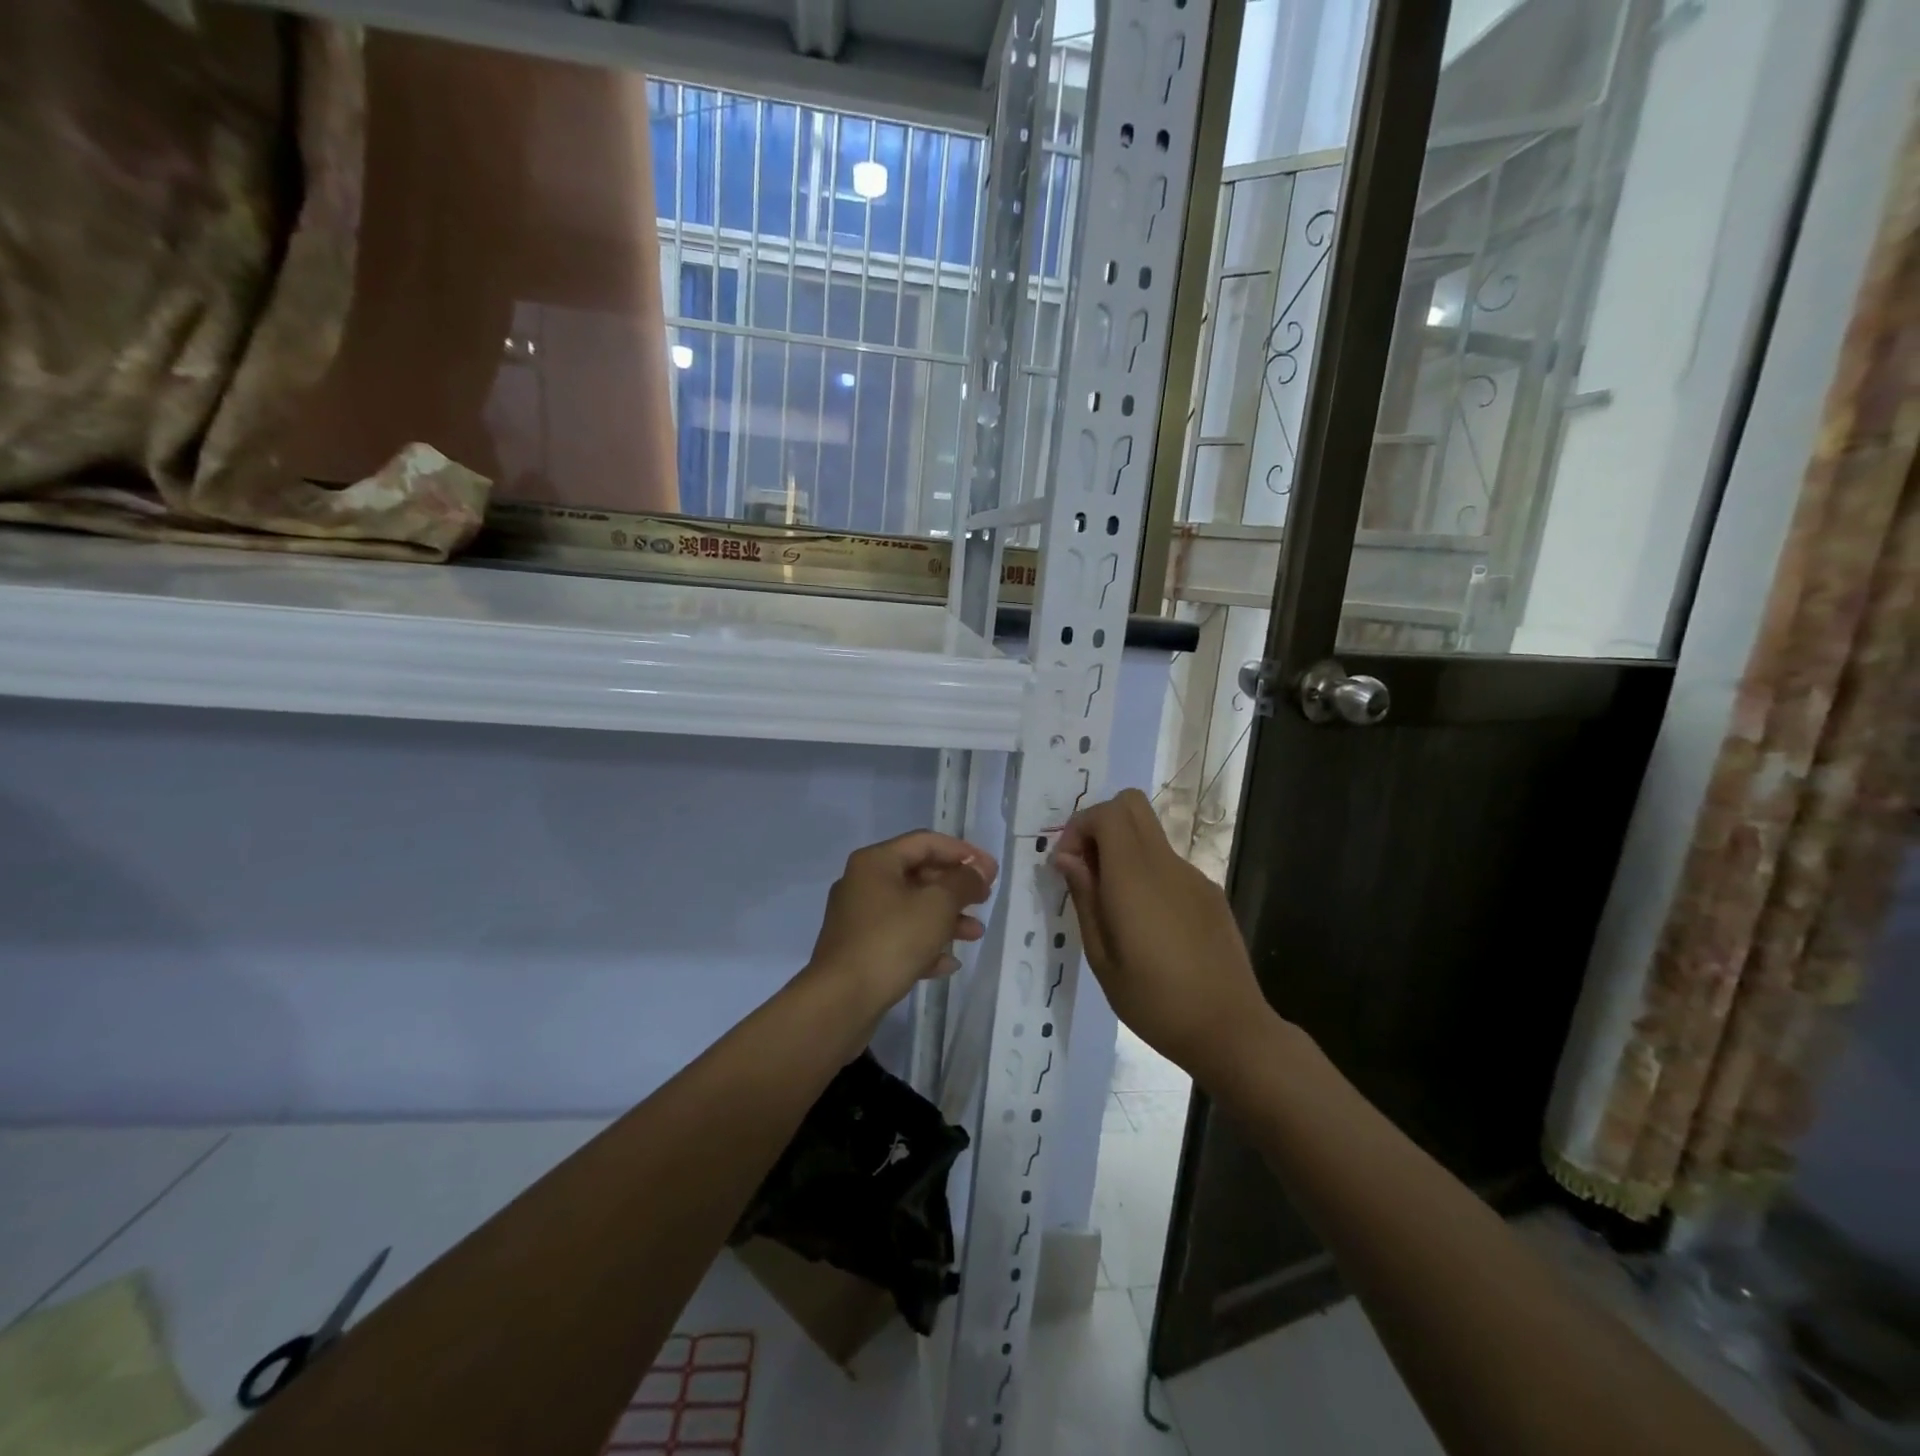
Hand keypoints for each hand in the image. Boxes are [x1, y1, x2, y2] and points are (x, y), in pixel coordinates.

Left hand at [805, 830, 997, 1012]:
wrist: (840, 1001)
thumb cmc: (891, 941)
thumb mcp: (937, 906)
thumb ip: (963, 882)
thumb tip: (980, 868)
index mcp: (876, 862)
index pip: (926, 842)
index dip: (962, 852)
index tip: (991, 870)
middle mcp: (863, 883)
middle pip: (918, 875)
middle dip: (955, 888)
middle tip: (985, 900)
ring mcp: (859, 919)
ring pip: (911, 909)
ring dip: (946, 918)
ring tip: (975, 934)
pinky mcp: (859, 950)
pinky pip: (899, 938)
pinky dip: (925, 944)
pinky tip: (948, 963)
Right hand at [1052, 789, 1275, 1084]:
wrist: (1231, 1030)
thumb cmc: (1156, 1002)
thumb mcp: (1102, 958)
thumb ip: (1084, 898)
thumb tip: (1067, 858)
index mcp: (1135, 878)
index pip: (1107, 813)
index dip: (1080, 827)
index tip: (1067, 866)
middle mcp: (1167, 864)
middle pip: (1132, 805)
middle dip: (1100, 824)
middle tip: (1087, 869)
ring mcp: (1194, 876)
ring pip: (1150, 834)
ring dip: (1123, 850)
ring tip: (1114, 907)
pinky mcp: (1211, 893)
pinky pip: (1169, 863)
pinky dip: (1147, 872)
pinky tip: (1149, 925)